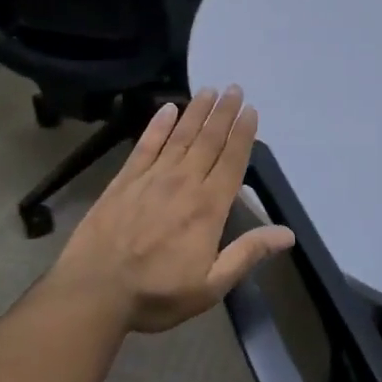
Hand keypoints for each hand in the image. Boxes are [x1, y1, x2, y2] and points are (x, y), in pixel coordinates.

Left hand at [53, 87, 294, 332]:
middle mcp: (183, 182)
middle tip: (234, 88)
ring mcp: (151, 177)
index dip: (243, 134)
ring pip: (180, 135)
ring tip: (209, 90)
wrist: (94, 291)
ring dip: (196, 111)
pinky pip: (146, 144)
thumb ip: (247, 254)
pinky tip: (167, 108)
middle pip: (208, 140)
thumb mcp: (210, 286)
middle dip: (224, 113)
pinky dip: (158, 125)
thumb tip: (287, 233)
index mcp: (208, 207)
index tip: (251, 110)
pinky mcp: (124, 179)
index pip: (232, 161)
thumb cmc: (157, 293)